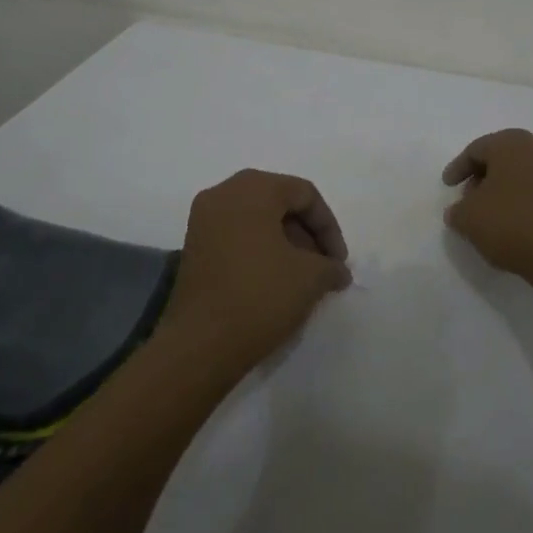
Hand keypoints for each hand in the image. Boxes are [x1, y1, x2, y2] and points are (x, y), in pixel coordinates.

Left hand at [159, 169, 351, 376]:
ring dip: (285, 242)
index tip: (339, 262)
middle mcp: (223, 193)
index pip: (304, 194)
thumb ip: (331, 266)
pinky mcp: (194, 246)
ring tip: (303, 277)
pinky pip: (237, 235)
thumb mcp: (311, 278)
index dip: (329, 227)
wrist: (201, 344)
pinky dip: (260, 250)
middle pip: (279, 201)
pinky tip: (275, 281)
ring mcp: (203, 220)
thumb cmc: (260, 296)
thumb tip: (336, 271)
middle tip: (323, 266)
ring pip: (257, 219)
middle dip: (307, 233)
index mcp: (252, 188)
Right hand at [442, 129, 532, 278]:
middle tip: (466, 196)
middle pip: (499, 157)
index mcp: (509, 143)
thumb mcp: (467, 217)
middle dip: (480, 176)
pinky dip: (517, 197)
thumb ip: (456, 209)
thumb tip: (459, 211)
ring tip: (485, 211)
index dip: (458, 168)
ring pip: (517, 172)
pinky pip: (532, 187)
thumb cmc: (508, 222)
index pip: (475, 150)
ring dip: (499, 187)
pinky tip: (507, 219)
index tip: (447, 186)